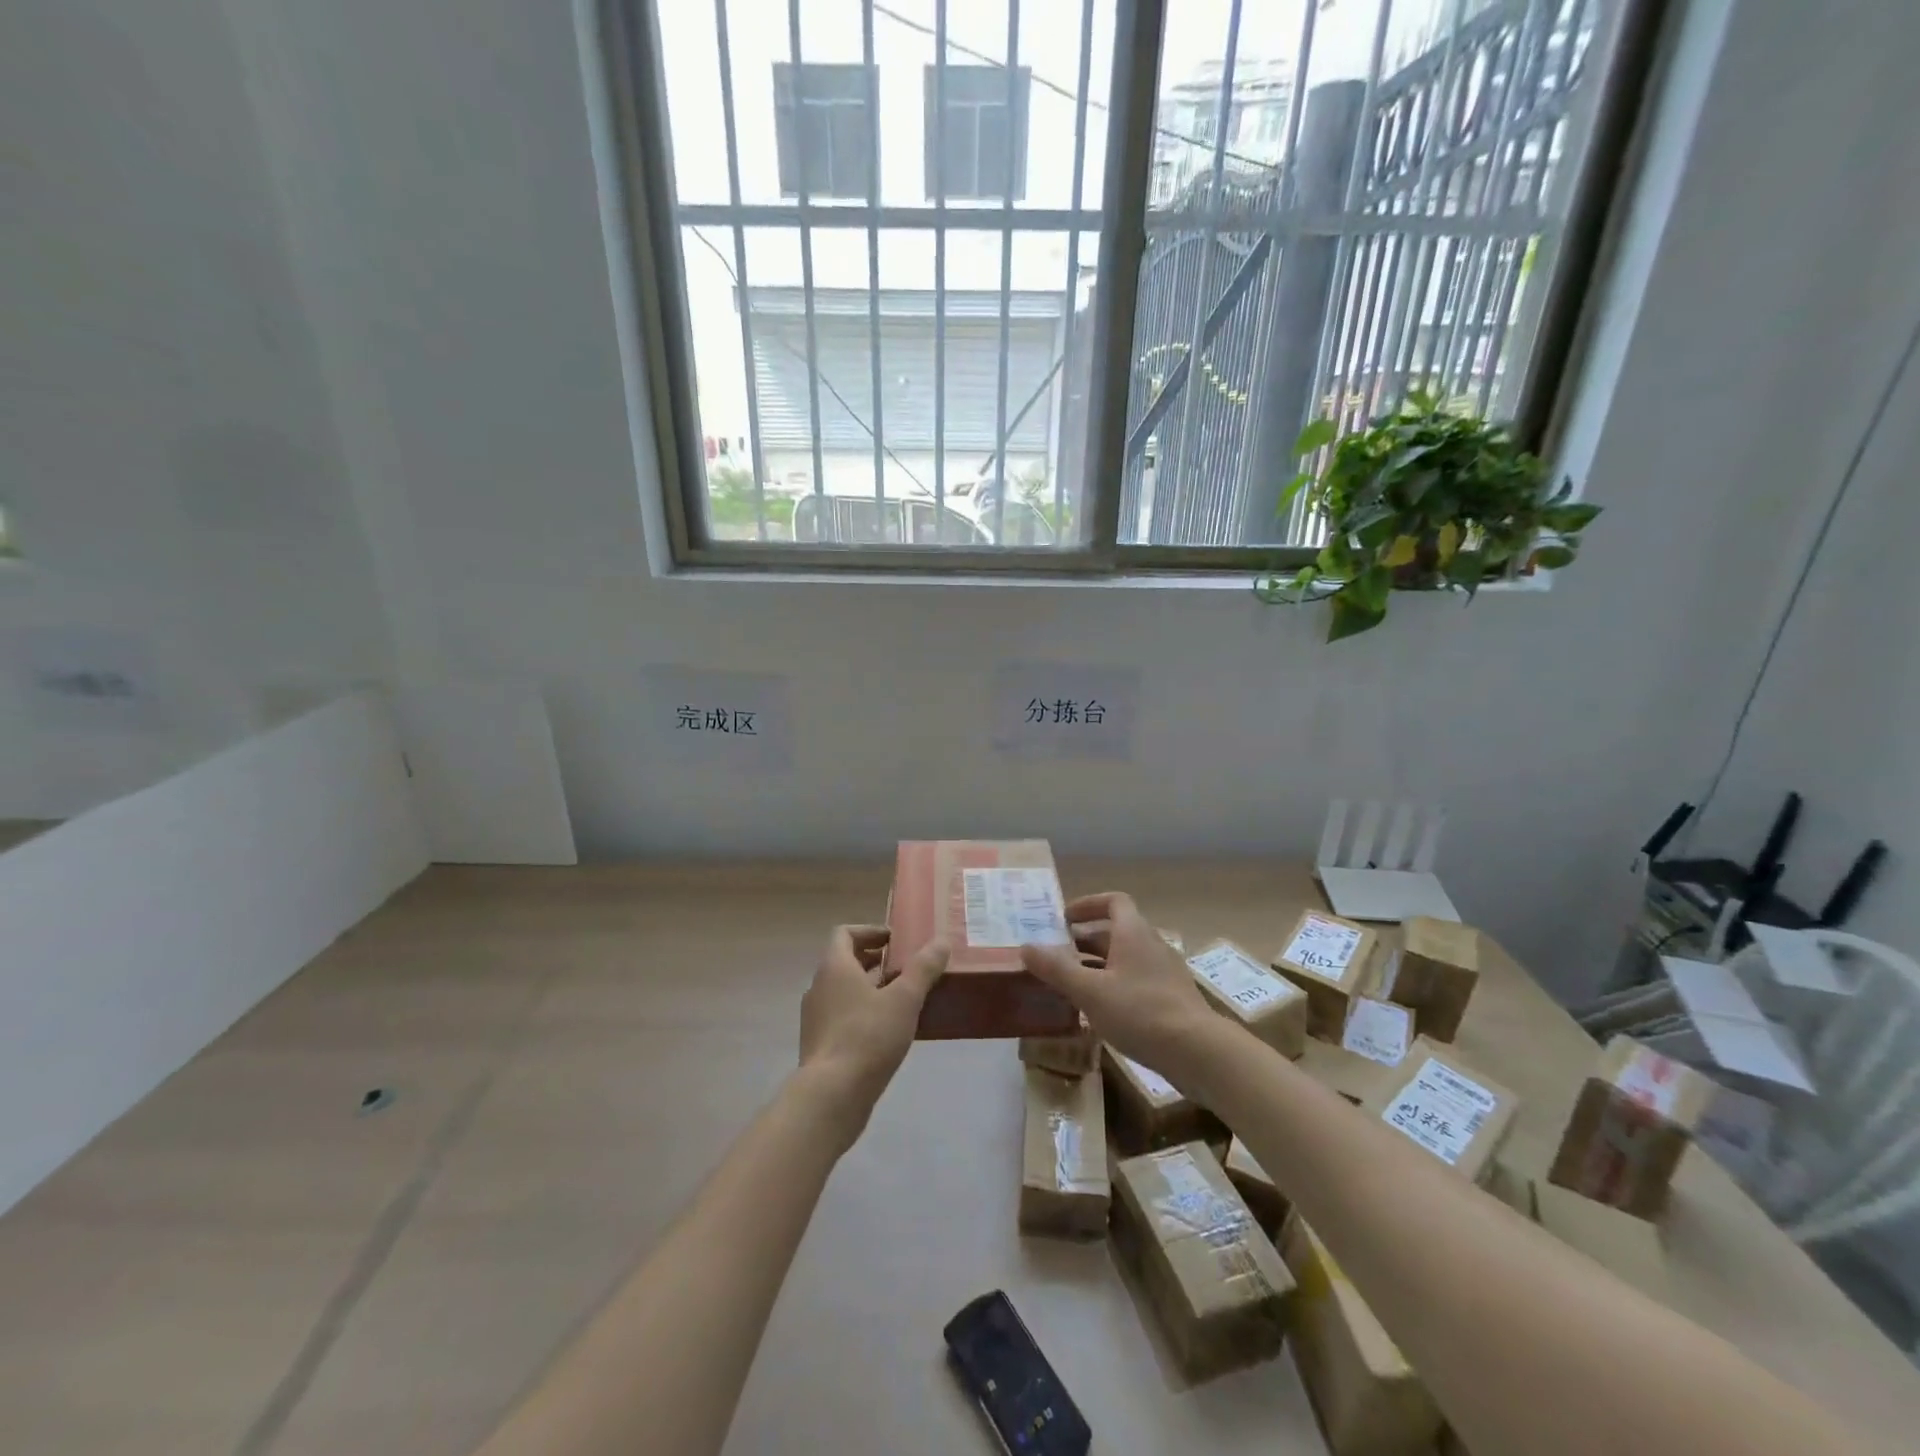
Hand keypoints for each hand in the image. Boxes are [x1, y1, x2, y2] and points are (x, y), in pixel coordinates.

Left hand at [798, 926, 947, 1145]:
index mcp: (834, 967)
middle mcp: (819, 987)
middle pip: (846, 961)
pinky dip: (863, 1013)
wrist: (831, 1095)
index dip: (870, 931)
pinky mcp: (819, 1045)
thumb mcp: (904, 999)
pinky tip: (889, 1032)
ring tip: (903, 1000)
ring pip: (844, 991)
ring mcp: (816, 1017)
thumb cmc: (867, 1037)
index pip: (845, 933)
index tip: (896, 941)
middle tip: (906, 968)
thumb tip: (942, 941)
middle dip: (876, 961)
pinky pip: (842, 1017)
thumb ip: (923, 968)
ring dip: (871, 988)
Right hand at [1020, 892, 1213, 1074]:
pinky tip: (1099, 1013)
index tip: (1064, 919)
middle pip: (1115, 932)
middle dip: (1084, 941)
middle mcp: (1151, 944)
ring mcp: (1165, 972)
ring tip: (1071, 986)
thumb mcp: (1090, 991)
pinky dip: (1114, 987)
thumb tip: (1026, 947)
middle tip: (1056, 957)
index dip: (1088, 905)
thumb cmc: (1140, 1012)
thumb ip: (1057, 969)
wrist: (1198, 1052)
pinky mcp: (1171, 998)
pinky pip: (1136, 981)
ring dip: (1098, 966)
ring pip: (1125, 959)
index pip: (1113, 902)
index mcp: (1133, 933)